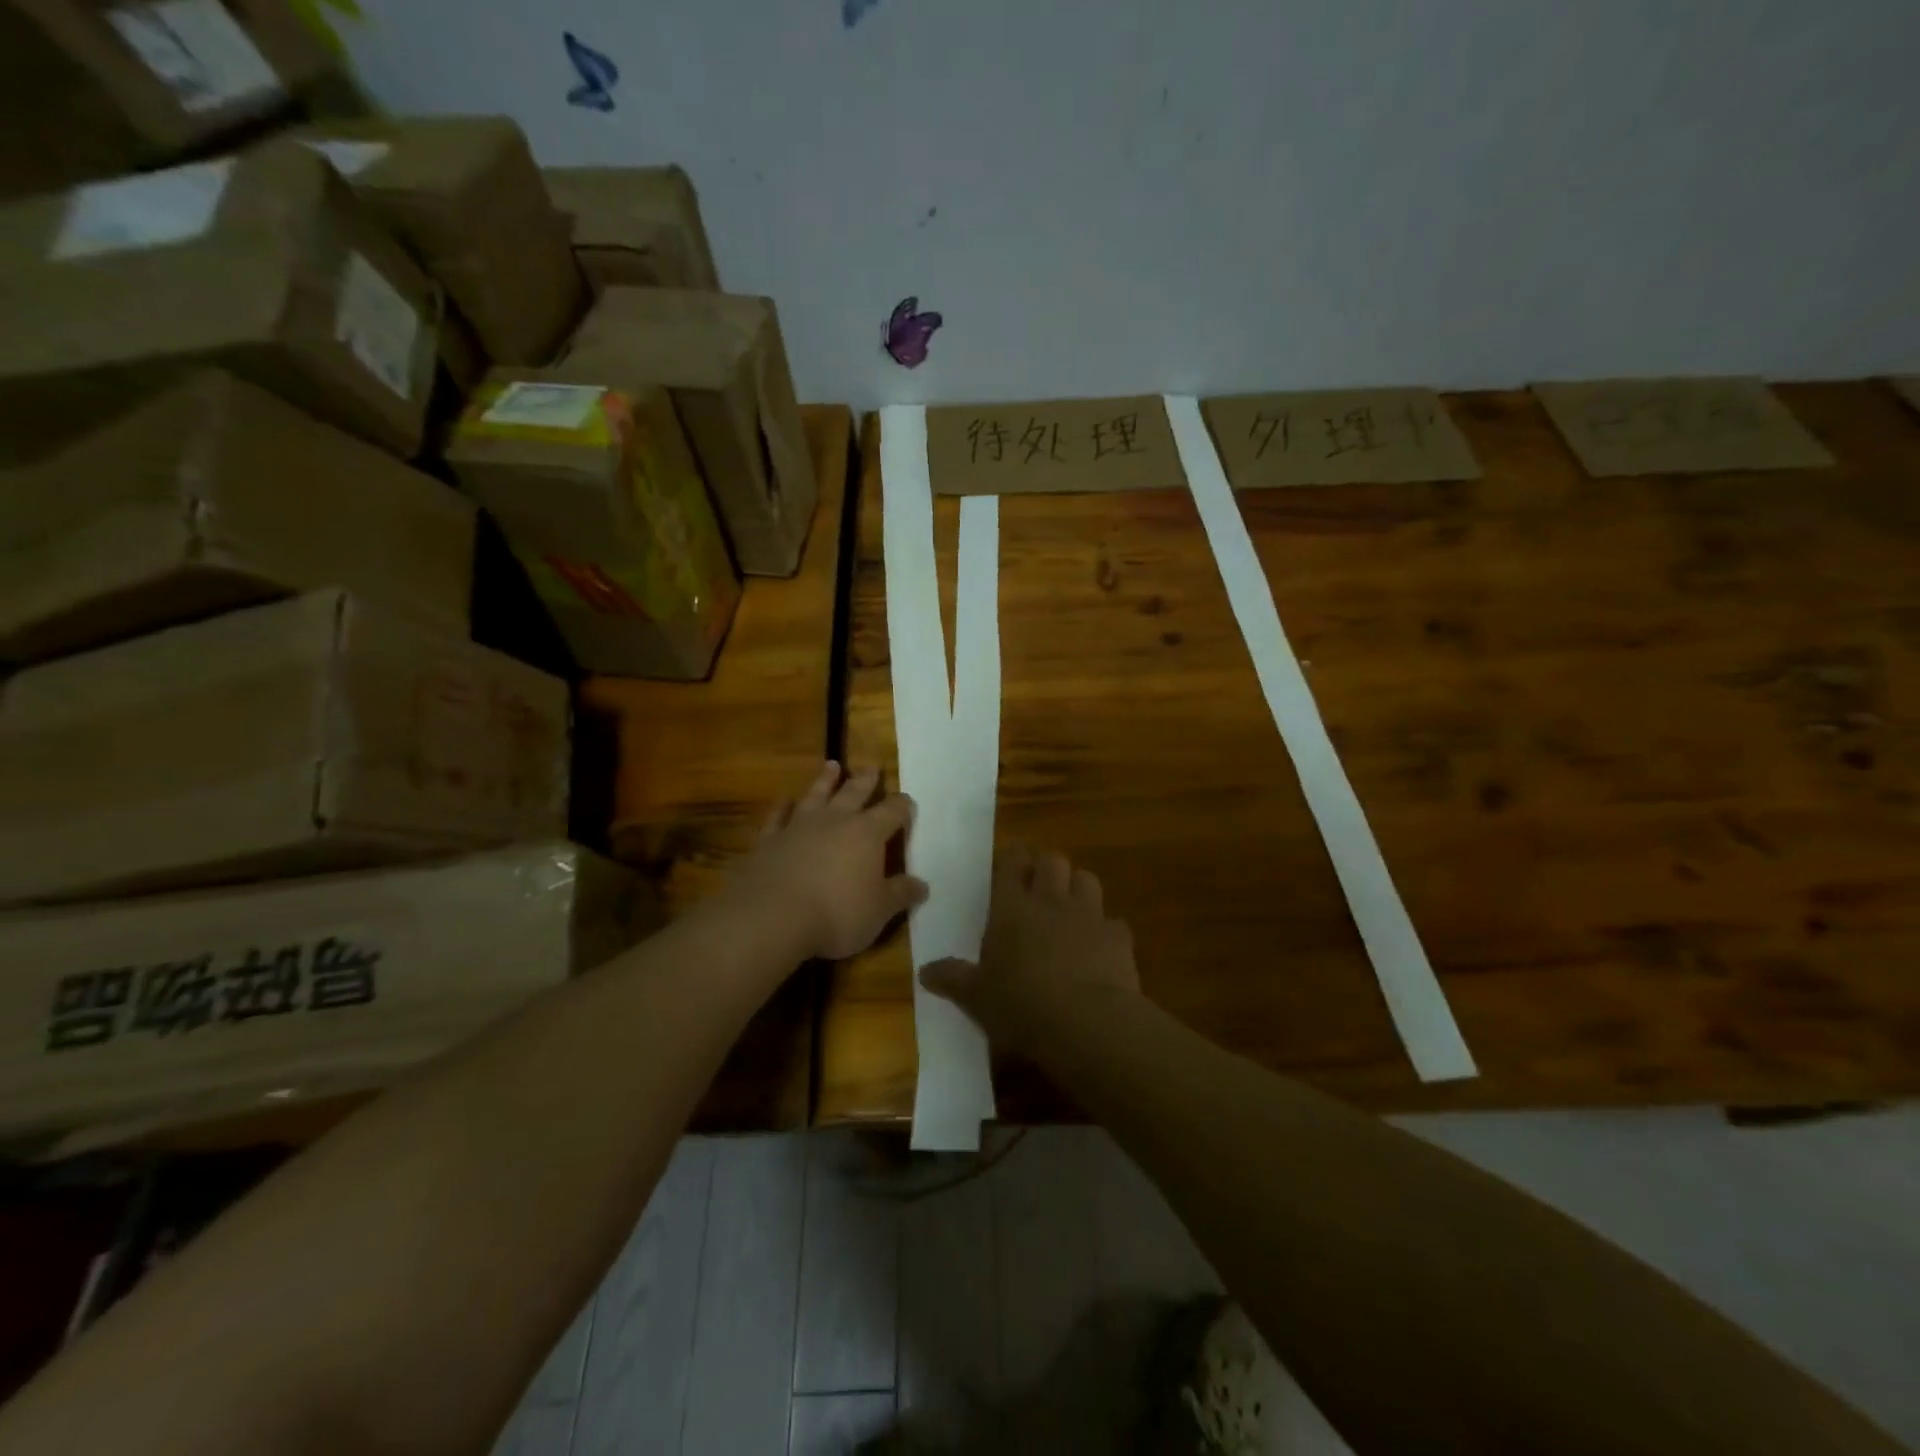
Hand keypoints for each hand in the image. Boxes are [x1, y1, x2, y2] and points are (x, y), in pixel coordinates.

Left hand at [731, 762, 927, 961]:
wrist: (773, 917)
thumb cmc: (837, 914)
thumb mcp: (879, 910)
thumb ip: (900, 894)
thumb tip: (922, 885)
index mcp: (867, 834)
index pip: (892, 812)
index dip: (902, 806)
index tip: (907, 801)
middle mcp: (834, 821)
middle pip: (854, 793)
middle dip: (866, 780)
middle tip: (871, 766)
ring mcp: (798, 827)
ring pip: (815, 795)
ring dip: (825, 780)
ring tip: (832, 765)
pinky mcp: (768, 841)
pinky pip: (777, 817)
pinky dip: (781, 808)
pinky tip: (784, 801)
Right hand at [920, 844, 1139, 1050]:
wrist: (1087, 1022)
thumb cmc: (1021, 1004)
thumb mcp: (976, 997)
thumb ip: (952, 978)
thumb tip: (924, 971)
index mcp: (1012, 908)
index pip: (1012, 862)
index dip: (1012, 858)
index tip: (1010, 864)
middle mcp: (1051, 901)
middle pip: (1053, 861)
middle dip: (1047, 869)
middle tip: (1038, 889)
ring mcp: (1089, 915)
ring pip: (1087, 879)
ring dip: (1078, 889)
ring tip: (1070, 910)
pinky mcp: (1119, 938)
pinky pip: (1113, 923)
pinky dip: (1106, 932)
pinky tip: (1100, 951)